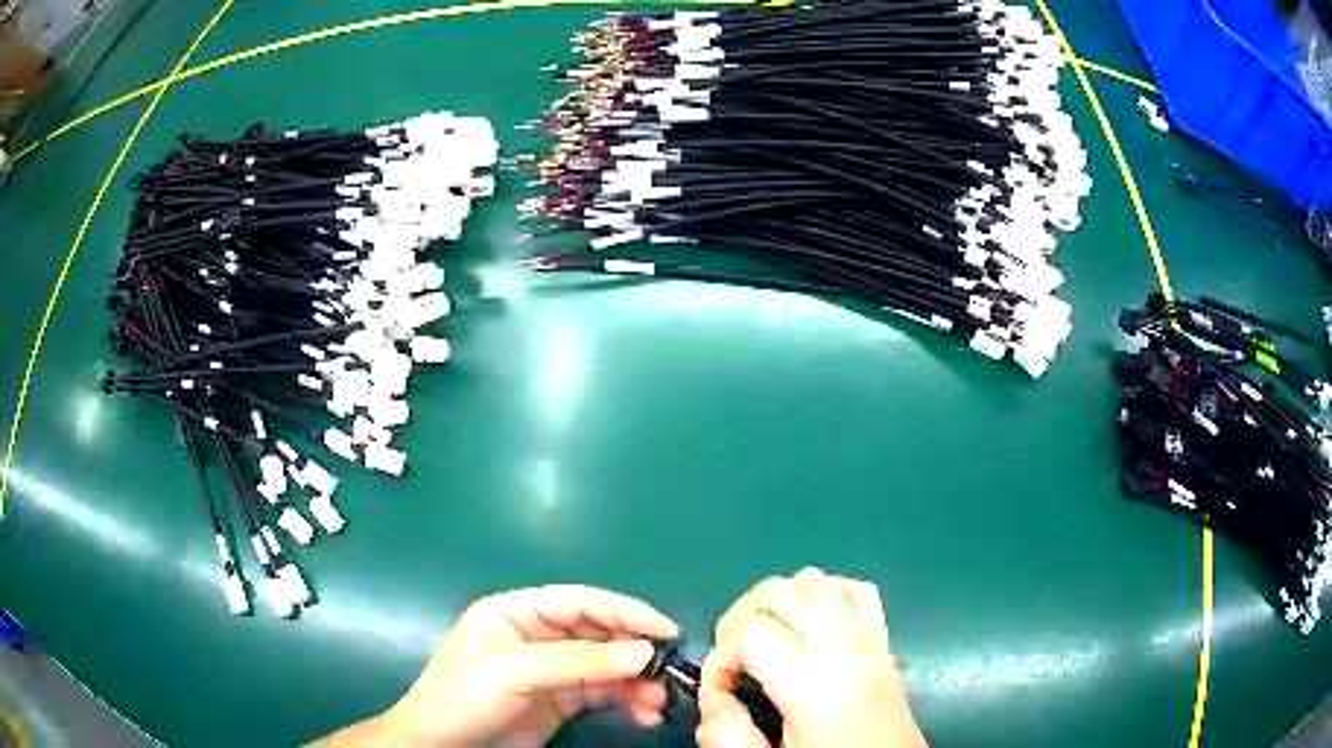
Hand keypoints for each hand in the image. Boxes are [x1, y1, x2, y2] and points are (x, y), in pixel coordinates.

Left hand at [319, 585, 677, 746]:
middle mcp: (535, 636)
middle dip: (634, 654)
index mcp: (516, 612)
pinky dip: (625, 701)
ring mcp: (548, 670)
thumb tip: (644, 652)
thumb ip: (578, 661)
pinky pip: (601, 694)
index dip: (624, 611)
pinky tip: (644, 714)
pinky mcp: (557, 702)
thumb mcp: (514, 672)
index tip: (666, 630)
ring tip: (657, 705)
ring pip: (604, 666)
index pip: (580, 601)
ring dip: (635, 682)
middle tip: (667, 676)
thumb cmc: (464, 697)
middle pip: (597, 634)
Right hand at [697, 568, 925, 747]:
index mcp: (818, 685)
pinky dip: (825, 594)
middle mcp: (846, 649)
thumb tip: (713, 698)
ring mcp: (871, 639)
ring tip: (765, 642)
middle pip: (777, 592)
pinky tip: (809, 625)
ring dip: (777, 603)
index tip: (719, 692)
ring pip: (813, 580)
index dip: (719, 660)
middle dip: (739, 621)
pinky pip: (855, 590)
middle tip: (733, 663)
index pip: (750, 633)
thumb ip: (728, 734)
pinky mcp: (885, 641)